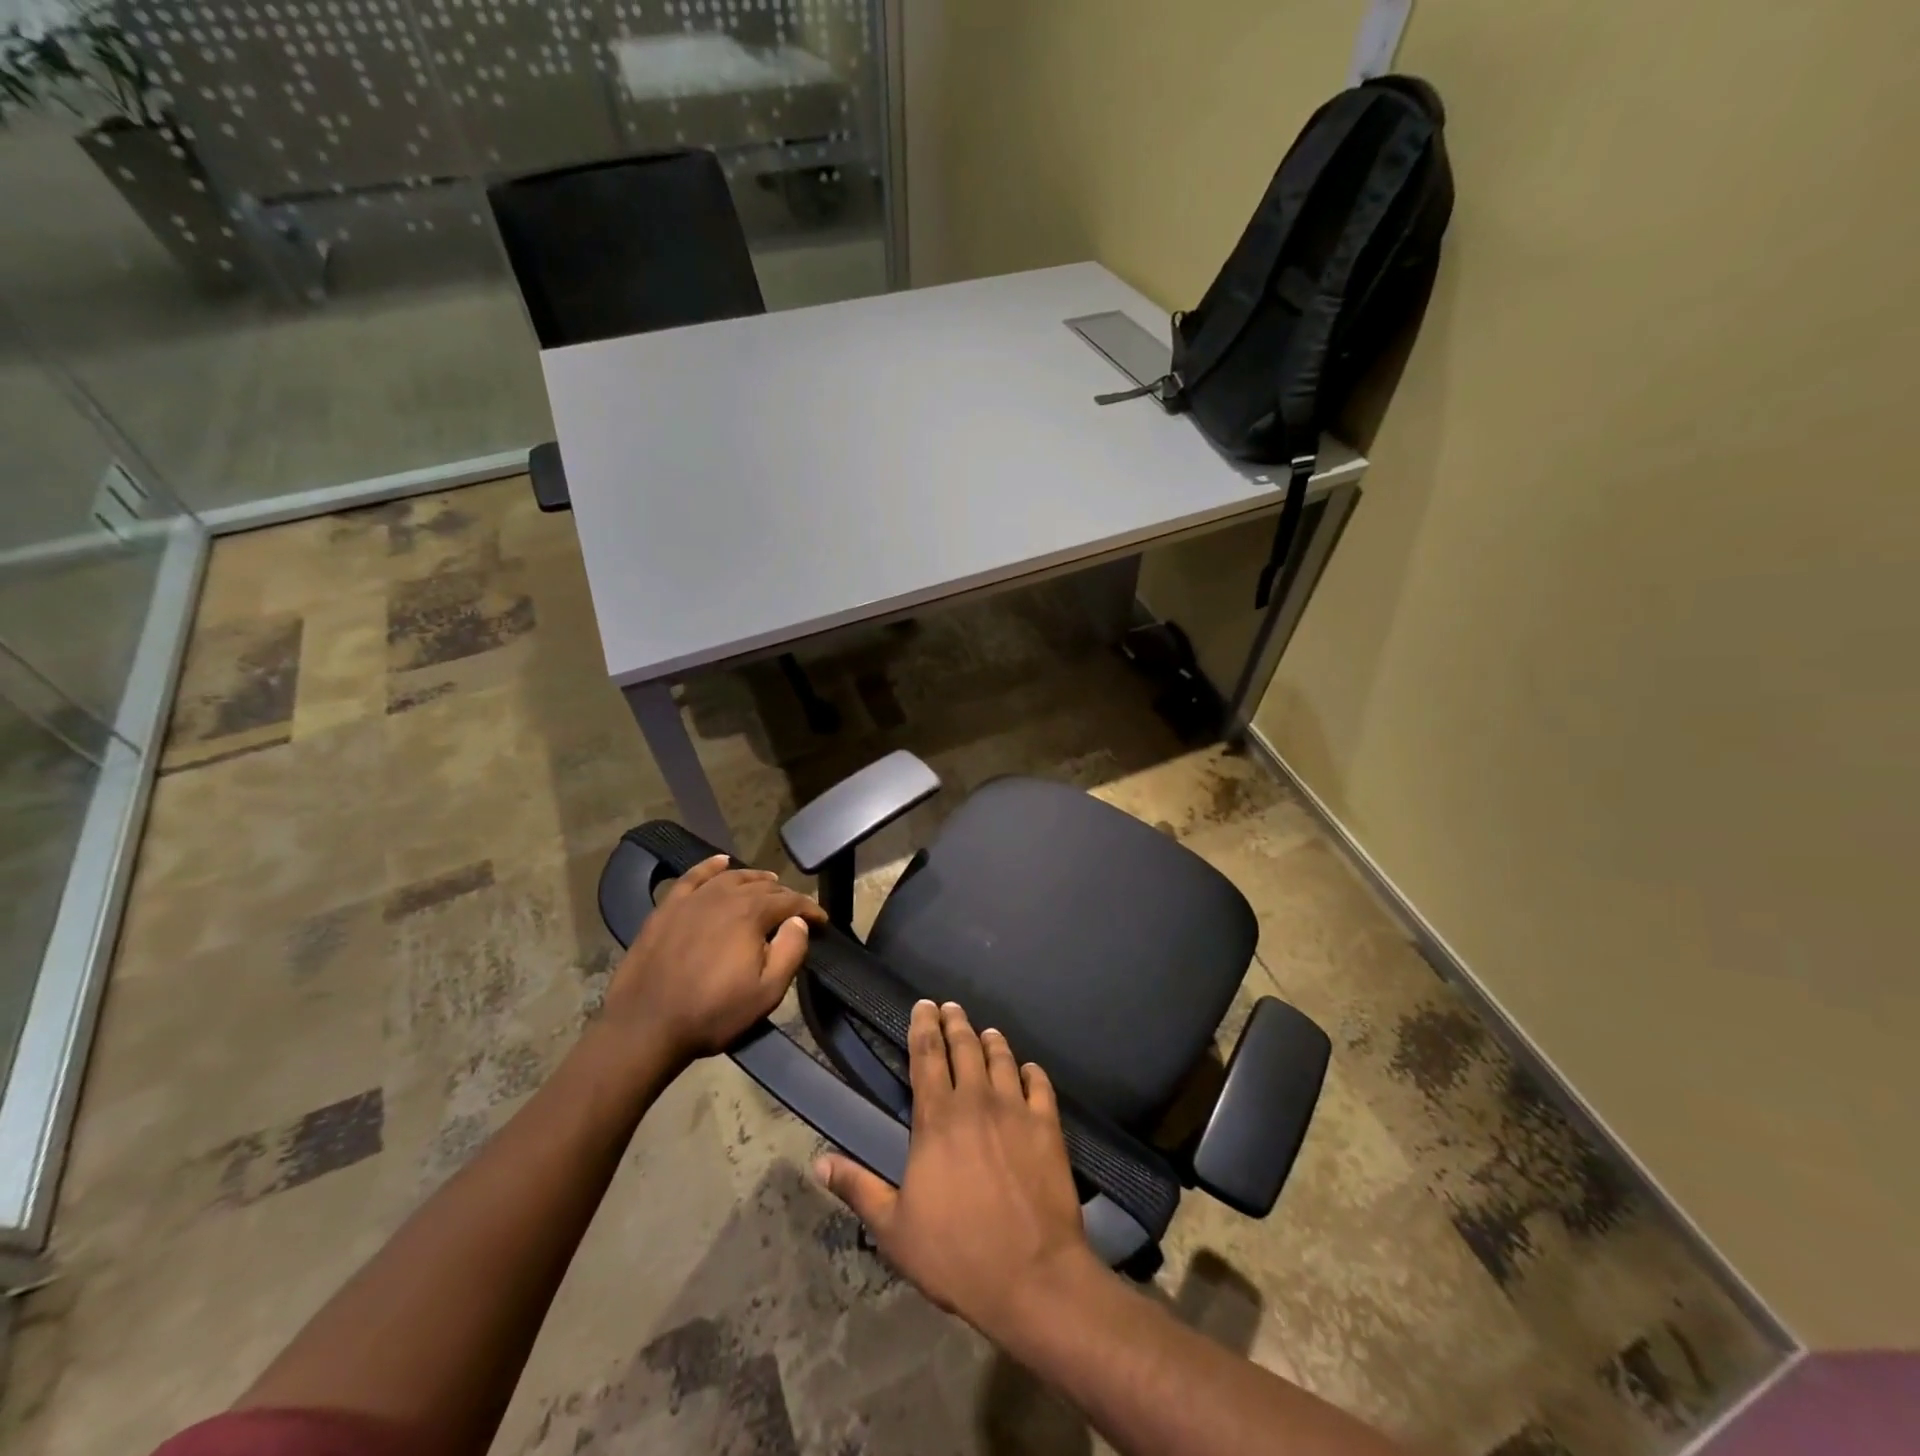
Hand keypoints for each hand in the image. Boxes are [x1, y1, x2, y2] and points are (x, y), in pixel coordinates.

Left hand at [603, 855, 826, 1064]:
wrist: (645, 1026)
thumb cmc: (712, 1013)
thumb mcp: (766, 992)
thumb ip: (791, 951)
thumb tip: (799, 922)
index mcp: (751, 914)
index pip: (790, 901)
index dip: (809, 909)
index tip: (822, 921)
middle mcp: (724, 896)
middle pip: (762, 886)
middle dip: (784, 896)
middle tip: (795, 911)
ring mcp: (692, 899)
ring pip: (731, 877)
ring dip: (754, 878)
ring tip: (768, 883)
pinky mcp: (667, 908)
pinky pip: (693, 877)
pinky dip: (710, 866)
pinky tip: (721, 862)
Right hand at [814, 1000, 1097, 1341]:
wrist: (1032, 1276)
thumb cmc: (956, 1254)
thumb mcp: (894, 1229)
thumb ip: (859, 1188)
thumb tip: (818, 1162)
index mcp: (937, 1118)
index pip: (926, 1054)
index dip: (922, 1026)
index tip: (922, 1006)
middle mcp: (976, 1100)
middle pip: (964, 1046)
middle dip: (954, 1022)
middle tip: (949, 1008)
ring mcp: (1016, 1110)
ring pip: (1002, 1058)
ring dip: (991, 1041)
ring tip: (985, 1032)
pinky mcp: (1048, 1126)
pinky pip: (1039, 1085)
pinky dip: (1031, 1072)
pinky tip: (1028, 1070)